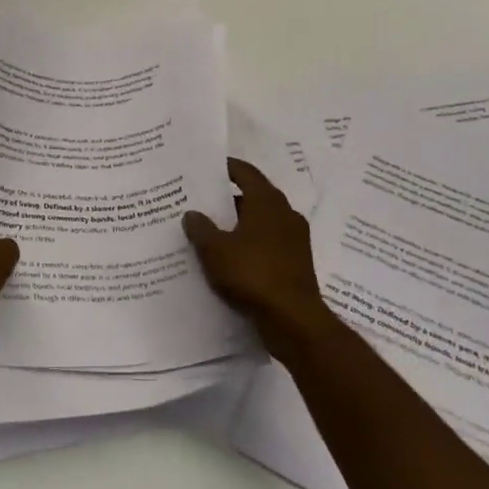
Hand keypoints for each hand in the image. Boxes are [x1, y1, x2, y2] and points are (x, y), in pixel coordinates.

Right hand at [184, 158, 335, 358]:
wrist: (293, 320)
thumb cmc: (253, 274)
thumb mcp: (215, 250)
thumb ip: (201, 228)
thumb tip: (192, 213)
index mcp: (267, 202)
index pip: (246, 172)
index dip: (226, 167)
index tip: (207, 167)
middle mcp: (285, 213)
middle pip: (254, 196)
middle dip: (229, 199)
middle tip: (202, 202)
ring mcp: (294, 239)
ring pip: (262, 222)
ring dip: (239, 224)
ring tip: (211, 231)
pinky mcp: (296, 262)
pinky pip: (268, 243)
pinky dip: (250, 244)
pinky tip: (231, 258)